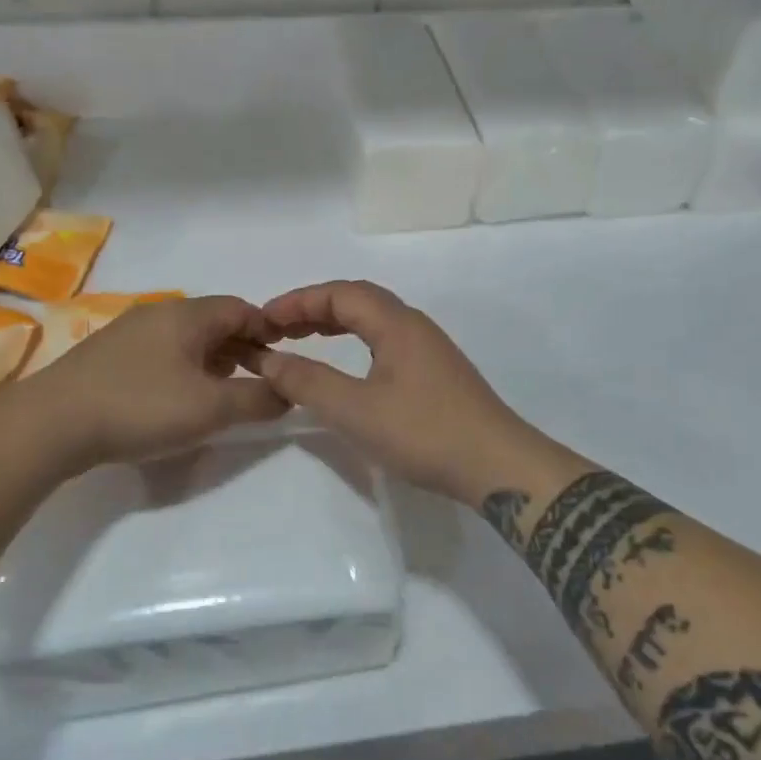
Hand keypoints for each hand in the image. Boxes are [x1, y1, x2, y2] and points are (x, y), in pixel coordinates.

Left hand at [26, 295, 287, 467]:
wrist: (52, 423)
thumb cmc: (141, 406)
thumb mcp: (211, 408)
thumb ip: (257, 399)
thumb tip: (287, 392)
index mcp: (187, 315)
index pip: (241, 309)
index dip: (268, 332)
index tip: (283, 362)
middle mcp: (158, 313)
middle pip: (214, 322)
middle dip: (242, 350)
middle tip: (257, 382)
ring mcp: (128, 333)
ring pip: (185, 339)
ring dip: (212, 362)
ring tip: (221, 395)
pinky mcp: (107, 356)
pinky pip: (159, 353)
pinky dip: (182, 370)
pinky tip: (176, 400)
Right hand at [252, 280, 561, 506]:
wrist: (497, 466)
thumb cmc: (424, 433)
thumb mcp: (355, 411)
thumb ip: (308, 382)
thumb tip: (269, 359)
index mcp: (396, 324)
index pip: (340, 293)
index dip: (298, 301)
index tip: (263, 319)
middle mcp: (414, 326)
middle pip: (357, 300)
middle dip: (313, 308)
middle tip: (277, 328)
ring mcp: (429, 349)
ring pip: (373, 321)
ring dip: (334, 323)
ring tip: (302, 339)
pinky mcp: (436, 373)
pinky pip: (385, 341)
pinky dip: (354, 341)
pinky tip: (346, 365)